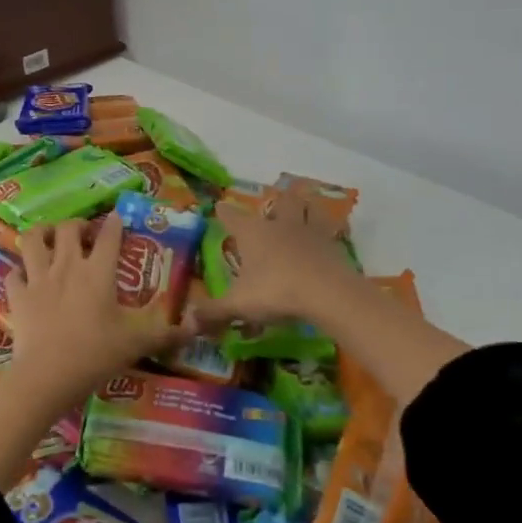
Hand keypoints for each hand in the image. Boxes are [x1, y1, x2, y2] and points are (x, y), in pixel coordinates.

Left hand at [0, 218, 172, 406]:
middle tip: (85, 236)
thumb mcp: (138, 343)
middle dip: (77, 225)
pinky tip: (26, 277)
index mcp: (98, 272)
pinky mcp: (17, 295)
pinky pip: (14, 273)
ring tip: (49, 240)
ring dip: (41, 234)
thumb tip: (197, 327)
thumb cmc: (96, 354)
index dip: (115, 223)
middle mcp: (67, 266)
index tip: (118, 218)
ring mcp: (38, 278)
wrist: (48, 376)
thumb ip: (168, 333)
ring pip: (32, 239)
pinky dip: (19, 271)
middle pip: (68, 228)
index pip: (110, 235)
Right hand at [185, 190, 365, 333]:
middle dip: (276, 202)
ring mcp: (310, 233)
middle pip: (279, 203)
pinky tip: (329, 238)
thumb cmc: (276, 291)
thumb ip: (213, 311)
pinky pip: (331, 232)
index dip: (224, 212)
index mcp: (253, 233)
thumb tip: (187, 321)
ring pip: (309, 209)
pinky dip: (330, 232)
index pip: (232, 216)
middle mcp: (280, 225)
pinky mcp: (334, 247)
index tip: (219, 206)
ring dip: (306, 207)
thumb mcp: (239, 305)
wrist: (328, 294)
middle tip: (274, 206)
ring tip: (305, 207)